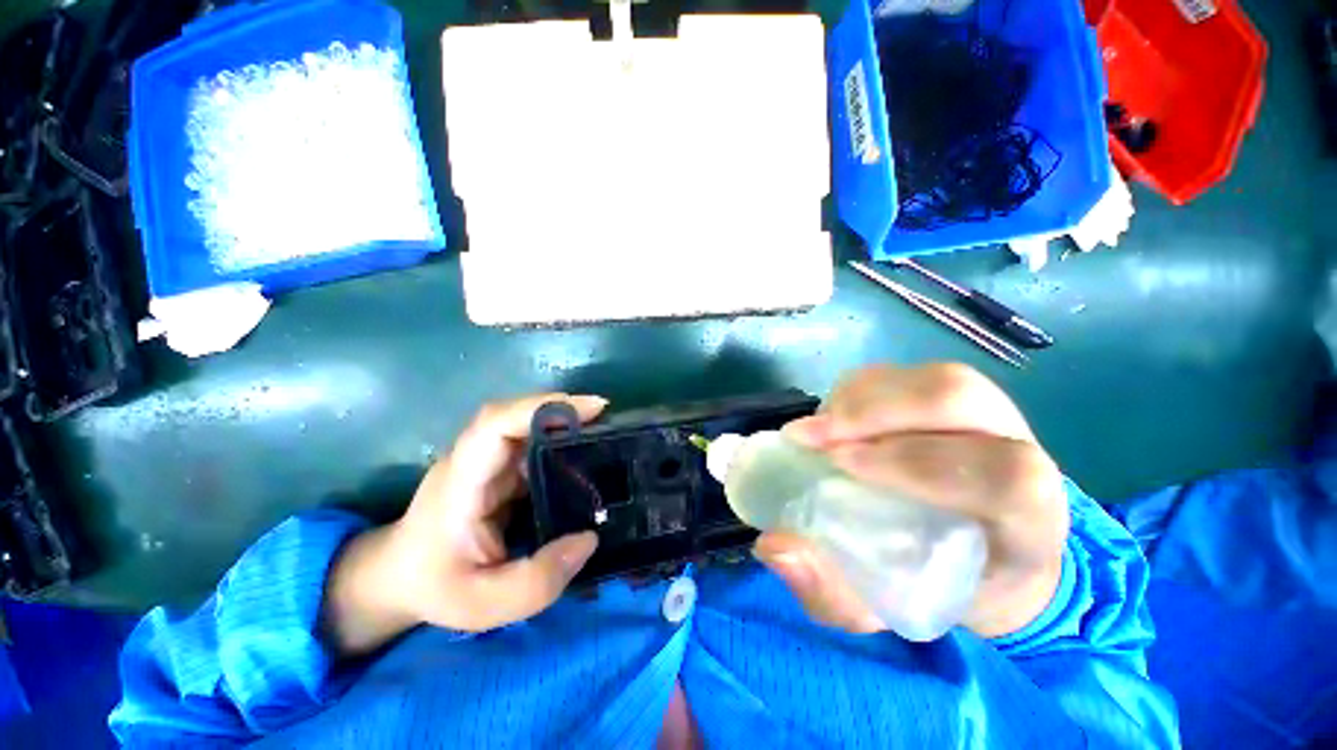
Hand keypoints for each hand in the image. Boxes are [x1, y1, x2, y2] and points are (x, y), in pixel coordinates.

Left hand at [325, 394, 605, 655]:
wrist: (398, 580)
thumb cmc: (435, 587)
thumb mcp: (484, 604)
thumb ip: (537, 581)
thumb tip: (590, 539)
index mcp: (462, 482)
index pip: (495, 424)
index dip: (541, 408)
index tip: (589, 408)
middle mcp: (474, 460)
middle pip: (516, 416)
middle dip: (562, 410)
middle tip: (606, 416)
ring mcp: (486, 462)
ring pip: (526, 427)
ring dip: (564, 423)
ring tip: (603, 432)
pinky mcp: (498, 470)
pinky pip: (532, 446)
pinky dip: (561, 442)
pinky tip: (584, 454)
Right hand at [754, 363, 1067, 638]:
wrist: (991, 553)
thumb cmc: (946, 585)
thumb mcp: (889, 608)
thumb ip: (833, 590)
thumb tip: (776, 545)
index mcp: (1029, 522)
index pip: (1002, 476)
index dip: (916, 462)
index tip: (843, 466)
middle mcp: (1018, 450)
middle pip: (958, 399)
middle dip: (873, 412)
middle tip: (809, 438)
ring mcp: (986, 415)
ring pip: (928, 380)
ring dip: (857, 400)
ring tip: (814, 431)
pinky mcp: (949, 397)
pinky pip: (902, 377)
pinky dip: (854, 392)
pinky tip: (832, 421)